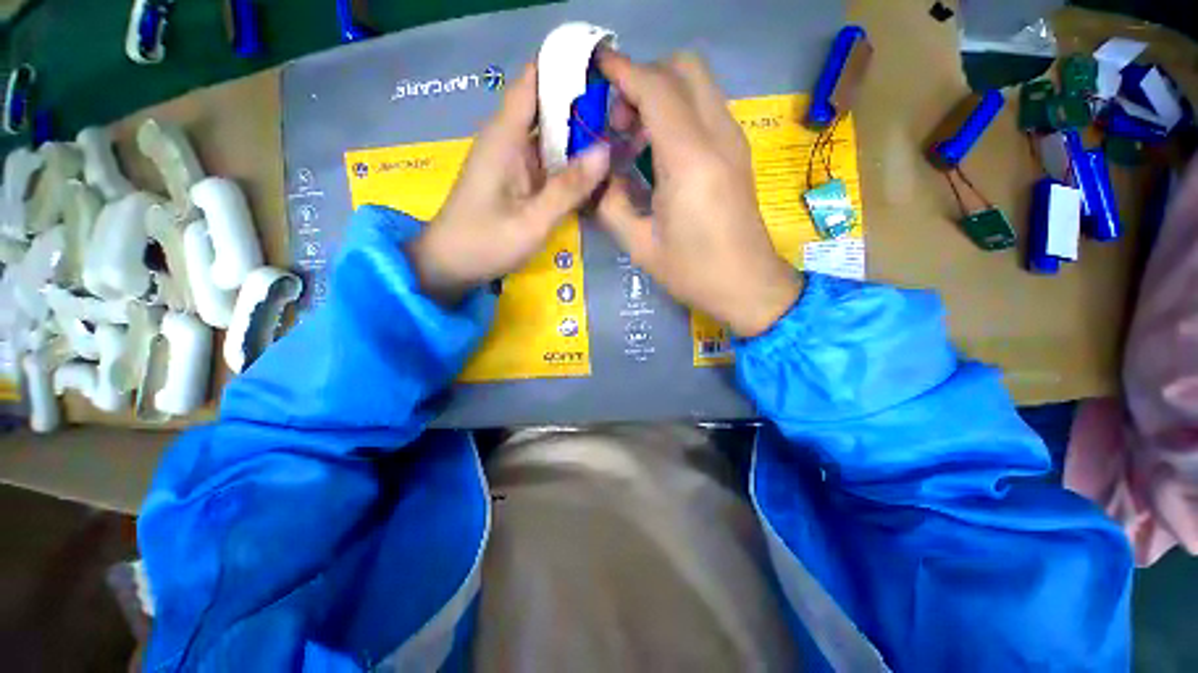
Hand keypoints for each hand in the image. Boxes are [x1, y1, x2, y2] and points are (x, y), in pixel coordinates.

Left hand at [408, 64, 610, 305]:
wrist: (451, 265)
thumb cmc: (485, 243)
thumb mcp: (532, 221)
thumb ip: (568, 188)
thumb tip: (606, 150)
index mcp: (505, 136)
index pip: (534, 80)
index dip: (567, 68)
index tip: (606, 73)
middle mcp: (509, 139)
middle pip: (549, 107)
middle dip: (585, 108)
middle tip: (626, 120)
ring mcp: (513, 159)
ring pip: (552, 136)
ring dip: (581, 138)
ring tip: (620, 142)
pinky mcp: (517, 178)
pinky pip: (548, 160)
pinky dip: (570, 162)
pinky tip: (594, 173)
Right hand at [597, 52, 801, 337]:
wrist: (748, 286)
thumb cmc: (693, 273)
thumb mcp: (640, 246)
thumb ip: (612, 204)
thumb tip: (600, 177)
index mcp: (689, 160)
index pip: (656, 87)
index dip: (622, 71)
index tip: (595, 70)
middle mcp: (717, 137)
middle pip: (683, 68)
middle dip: (644, 78)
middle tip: (620, 121)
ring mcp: (733, 142)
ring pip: (697, 85)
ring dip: (661, 94)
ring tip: (635, 138)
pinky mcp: (737, 153)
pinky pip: (705, 109)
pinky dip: (678, 112)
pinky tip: (659, 151)